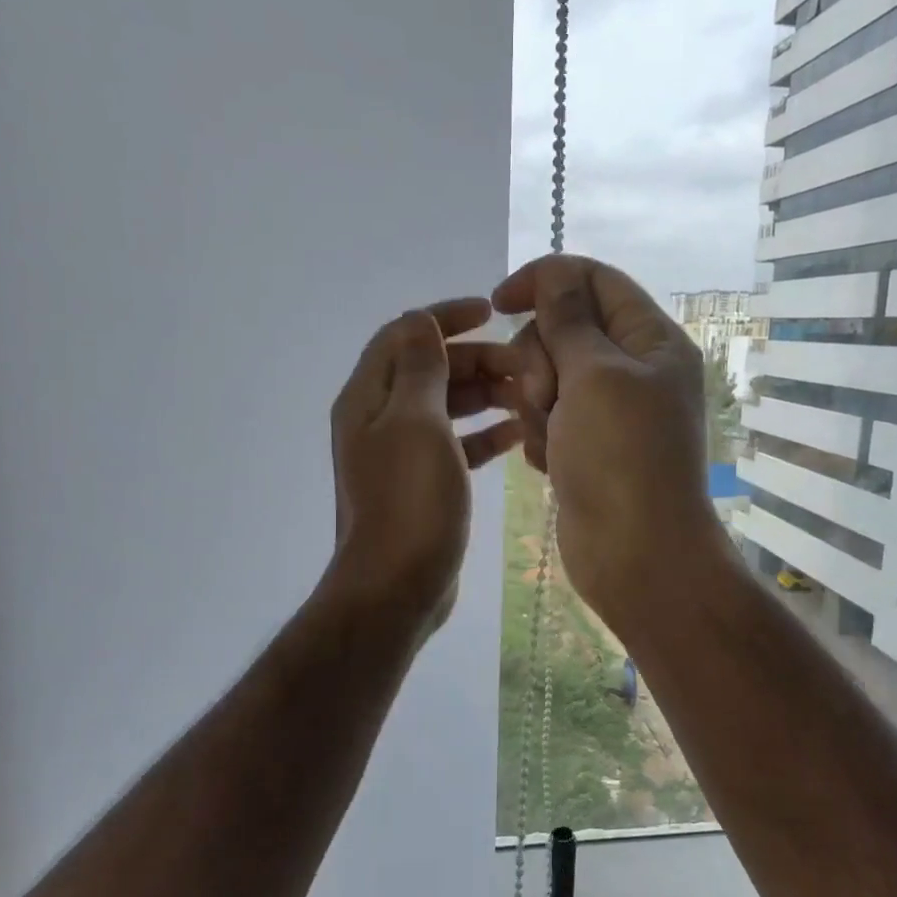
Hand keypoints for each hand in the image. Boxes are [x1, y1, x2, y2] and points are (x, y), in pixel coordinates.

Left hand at [327, 298, 521, 628]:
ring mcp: (400, 454)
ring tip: (527, 396)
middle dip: (475, 359)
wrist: (397, 585)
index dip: (445, 317)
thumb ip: (420, 368)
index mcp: (369, 398)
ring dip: (484, 395)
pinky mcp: (422, 484)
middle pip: (429, 369)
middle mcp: (379, 420)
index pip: (404, 335)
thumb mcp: (416, 422)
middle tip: (523, 365)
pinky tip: (517, 435)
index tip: (491, 311)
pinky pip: (455, 444)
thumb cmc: (409, 500)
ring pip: (445, 407)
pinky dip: (483, 434)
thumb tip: (420, 320)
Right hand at [492, 256, 727, 623]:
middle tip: (546, 397)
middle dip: (540, 358)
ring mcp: (610, 412)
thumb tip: (555, 273)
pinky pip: (549, 419)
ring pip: (549, 377)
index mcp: (652, 340)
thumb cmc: (621, 458)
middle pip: (565, 329)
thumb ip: (568, 318)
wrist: (635, 556)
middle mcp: (634, 369)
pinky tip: (551, 464)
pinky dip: (542, 437)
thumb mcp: (594, 374)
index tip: (499, 301)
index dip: (546, 280)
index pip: (594, 280)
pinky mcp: (588, 447)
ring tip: (550, 440)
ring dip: (537, 404)